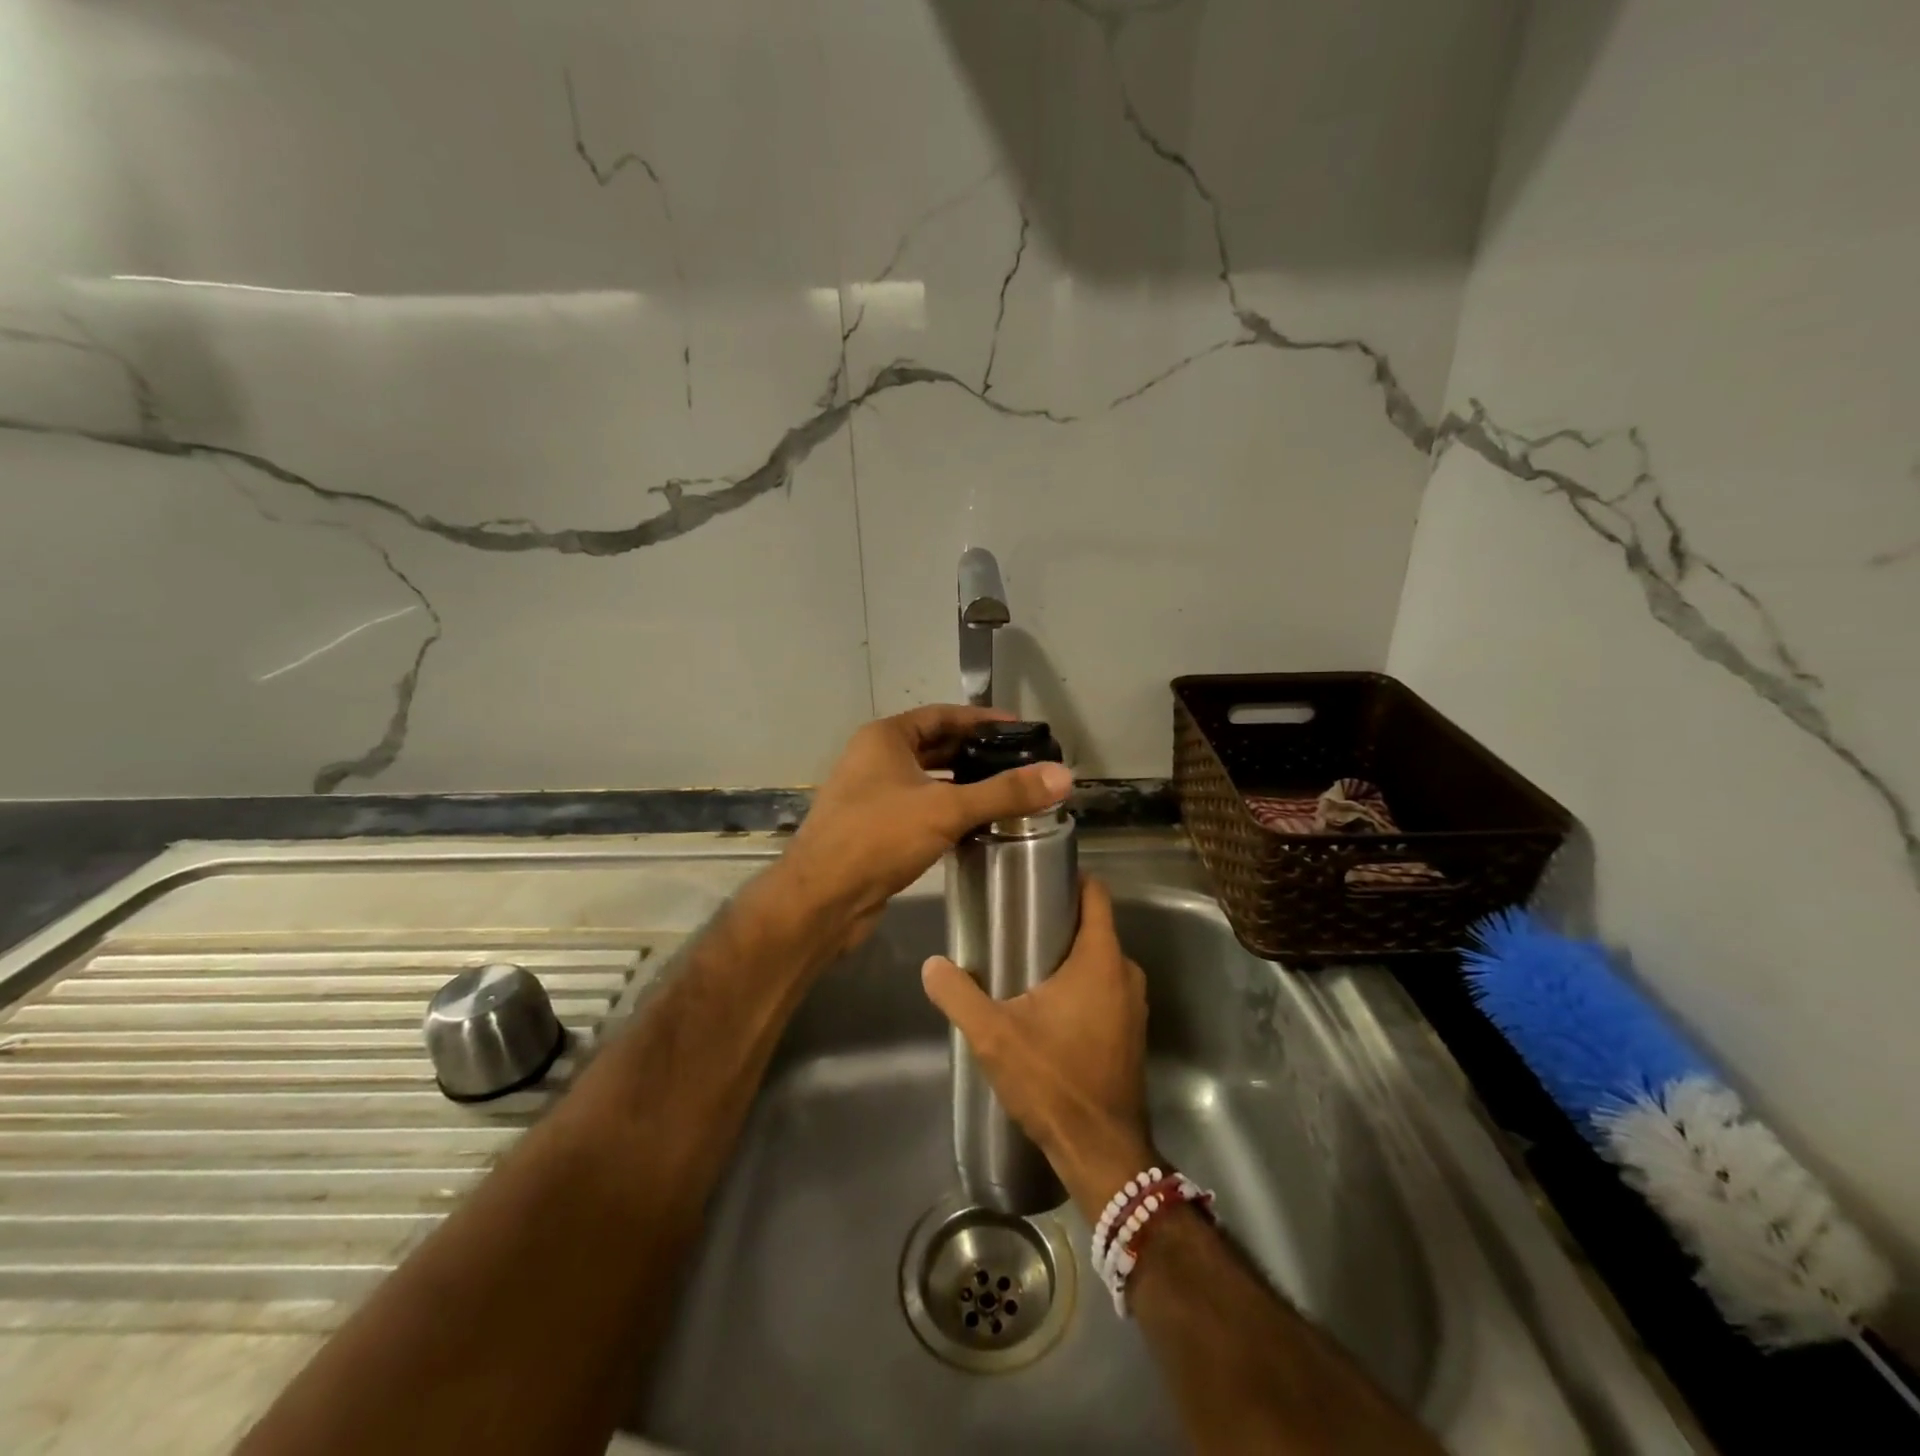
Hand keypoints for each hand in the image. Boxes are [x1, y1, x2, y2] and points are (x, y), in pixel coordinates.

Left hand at [779, 705, 1072, 953]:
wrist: (822, 899)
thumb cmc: (878, 837)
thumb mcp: (946, 809)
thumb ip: (1004, 792)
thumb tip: (1063, 776)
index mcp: (884, 738)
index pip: (942, 715)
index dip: (982, 720)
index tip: (1020, 730)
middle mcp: (875, 760)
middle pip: (935, 747)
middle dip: (975, 754)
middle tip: (1020, 763)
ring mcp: (872, 796)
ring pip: (927, 781)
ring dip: (962, 785)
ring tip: (1007, 793)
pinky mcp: (875, 830)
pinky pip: (920, 810)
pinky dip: (948, 812)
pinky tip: (978, 826)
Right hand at [921, 877, 1151, 1217]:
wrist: (1100, 1150)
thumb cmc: (1052, 1080)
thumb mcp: (994, 1035)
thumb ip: (959, 995)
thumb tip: (931, 964)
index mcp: (1100, 959)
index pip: (1096, 895)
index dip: (1072, 878)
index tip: (1038, 876)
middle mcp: (1126, 973)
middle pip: (1095, 927)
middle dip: (1060, 920)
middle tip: (1017, 923)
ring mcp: (1133, 1004)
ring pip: (1100, 960)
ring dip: (1070, 956)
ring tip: (1026, 962)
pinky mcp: (1131, 1031)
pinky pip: (1106, 988)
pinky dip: (1082, 985)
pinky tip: (1048, 1005)